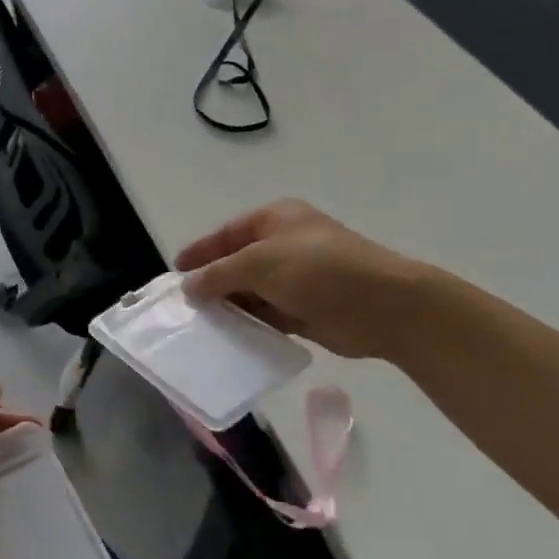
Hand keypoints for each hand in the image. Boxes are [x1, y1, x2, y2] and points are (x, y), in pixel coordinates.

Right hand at [174, 199, 428, 359]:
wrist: (382, 305)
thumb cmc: (317, 269)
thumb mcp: (259, 263)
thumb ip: (218, 274)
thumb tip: (188, 287)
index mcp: (275, 220)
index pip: (227, 233)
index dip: (201, 251)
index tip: (175, 272)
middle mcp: (285, 245)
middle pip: (238, 263)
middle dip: (212, 282)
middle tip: (184, 304)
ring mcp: (297, 278)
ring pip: (252, 292)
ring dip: (230, 306)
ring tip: (200, 325)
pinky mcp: (307, 309)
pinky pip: (268, 315)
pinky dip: (250, 324)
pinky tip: (229, 337)